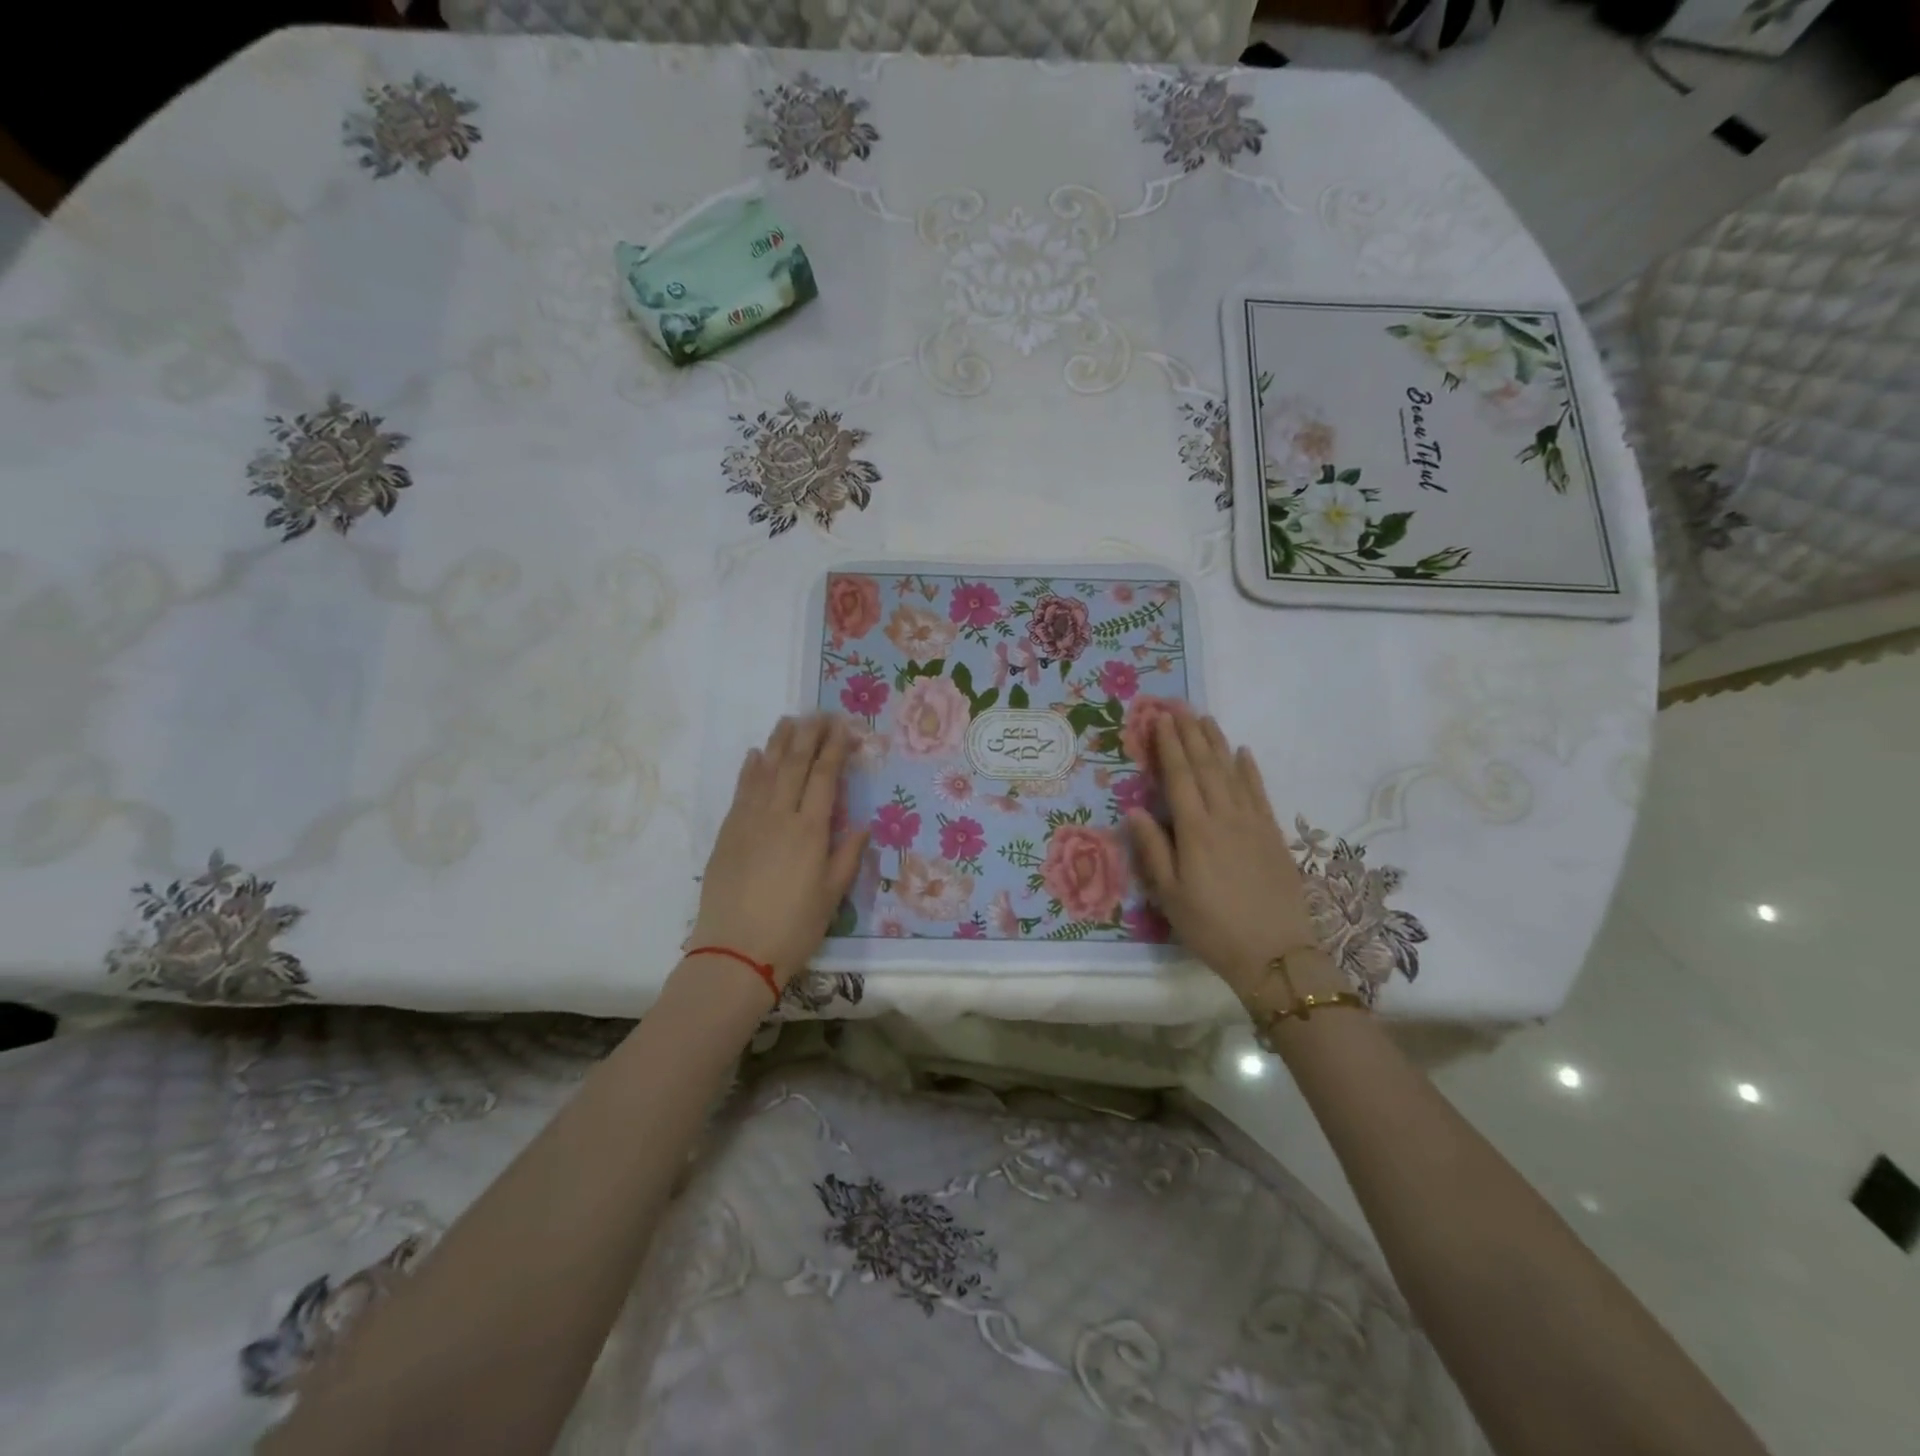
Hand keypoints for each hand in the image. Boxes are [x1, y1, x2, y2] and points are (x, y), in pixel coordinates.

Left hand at [690, 715, 868, 987]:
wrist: (734, 952)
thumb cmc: (793, 928)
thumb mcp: (832, 896)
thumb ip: (847, 855)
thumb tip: (862, 824)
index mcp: (810, 831)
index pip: (824, 777)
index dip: (834, 749)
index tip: (842, 726)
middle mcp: (779, 816)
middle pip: (795, 765)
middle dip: (809, 735)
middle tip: (819, 713)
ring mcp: (749, 821)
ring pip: (765, 770)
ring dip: (779, 743)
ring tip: (789, 720)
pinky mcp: (727, 832)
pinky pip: (741, 790)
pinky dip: (750, 769)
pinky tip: (755, 754)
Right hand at [1125, 713, 1335, 1005]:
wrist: (1275, 954)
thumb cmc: (1212, 927)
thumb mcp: (1170, 895)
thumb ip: (1153, 849)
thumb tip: (1134, 809)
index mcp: (1195, 830)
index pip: (1178, 777)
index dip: (1168, 746)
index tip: (1159, 719)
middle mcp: (1224, 817)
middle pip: (1205, 767)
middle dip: (1190, 734)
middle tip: (1178, 705)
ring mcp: (1253, 823)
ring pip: (1232, 773)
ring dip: (1217, 743)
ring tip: (1206, 719)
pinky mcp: (1273, 835)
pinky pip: (1260, 792)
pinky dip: (1250, 770)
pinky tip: (1244, 753)